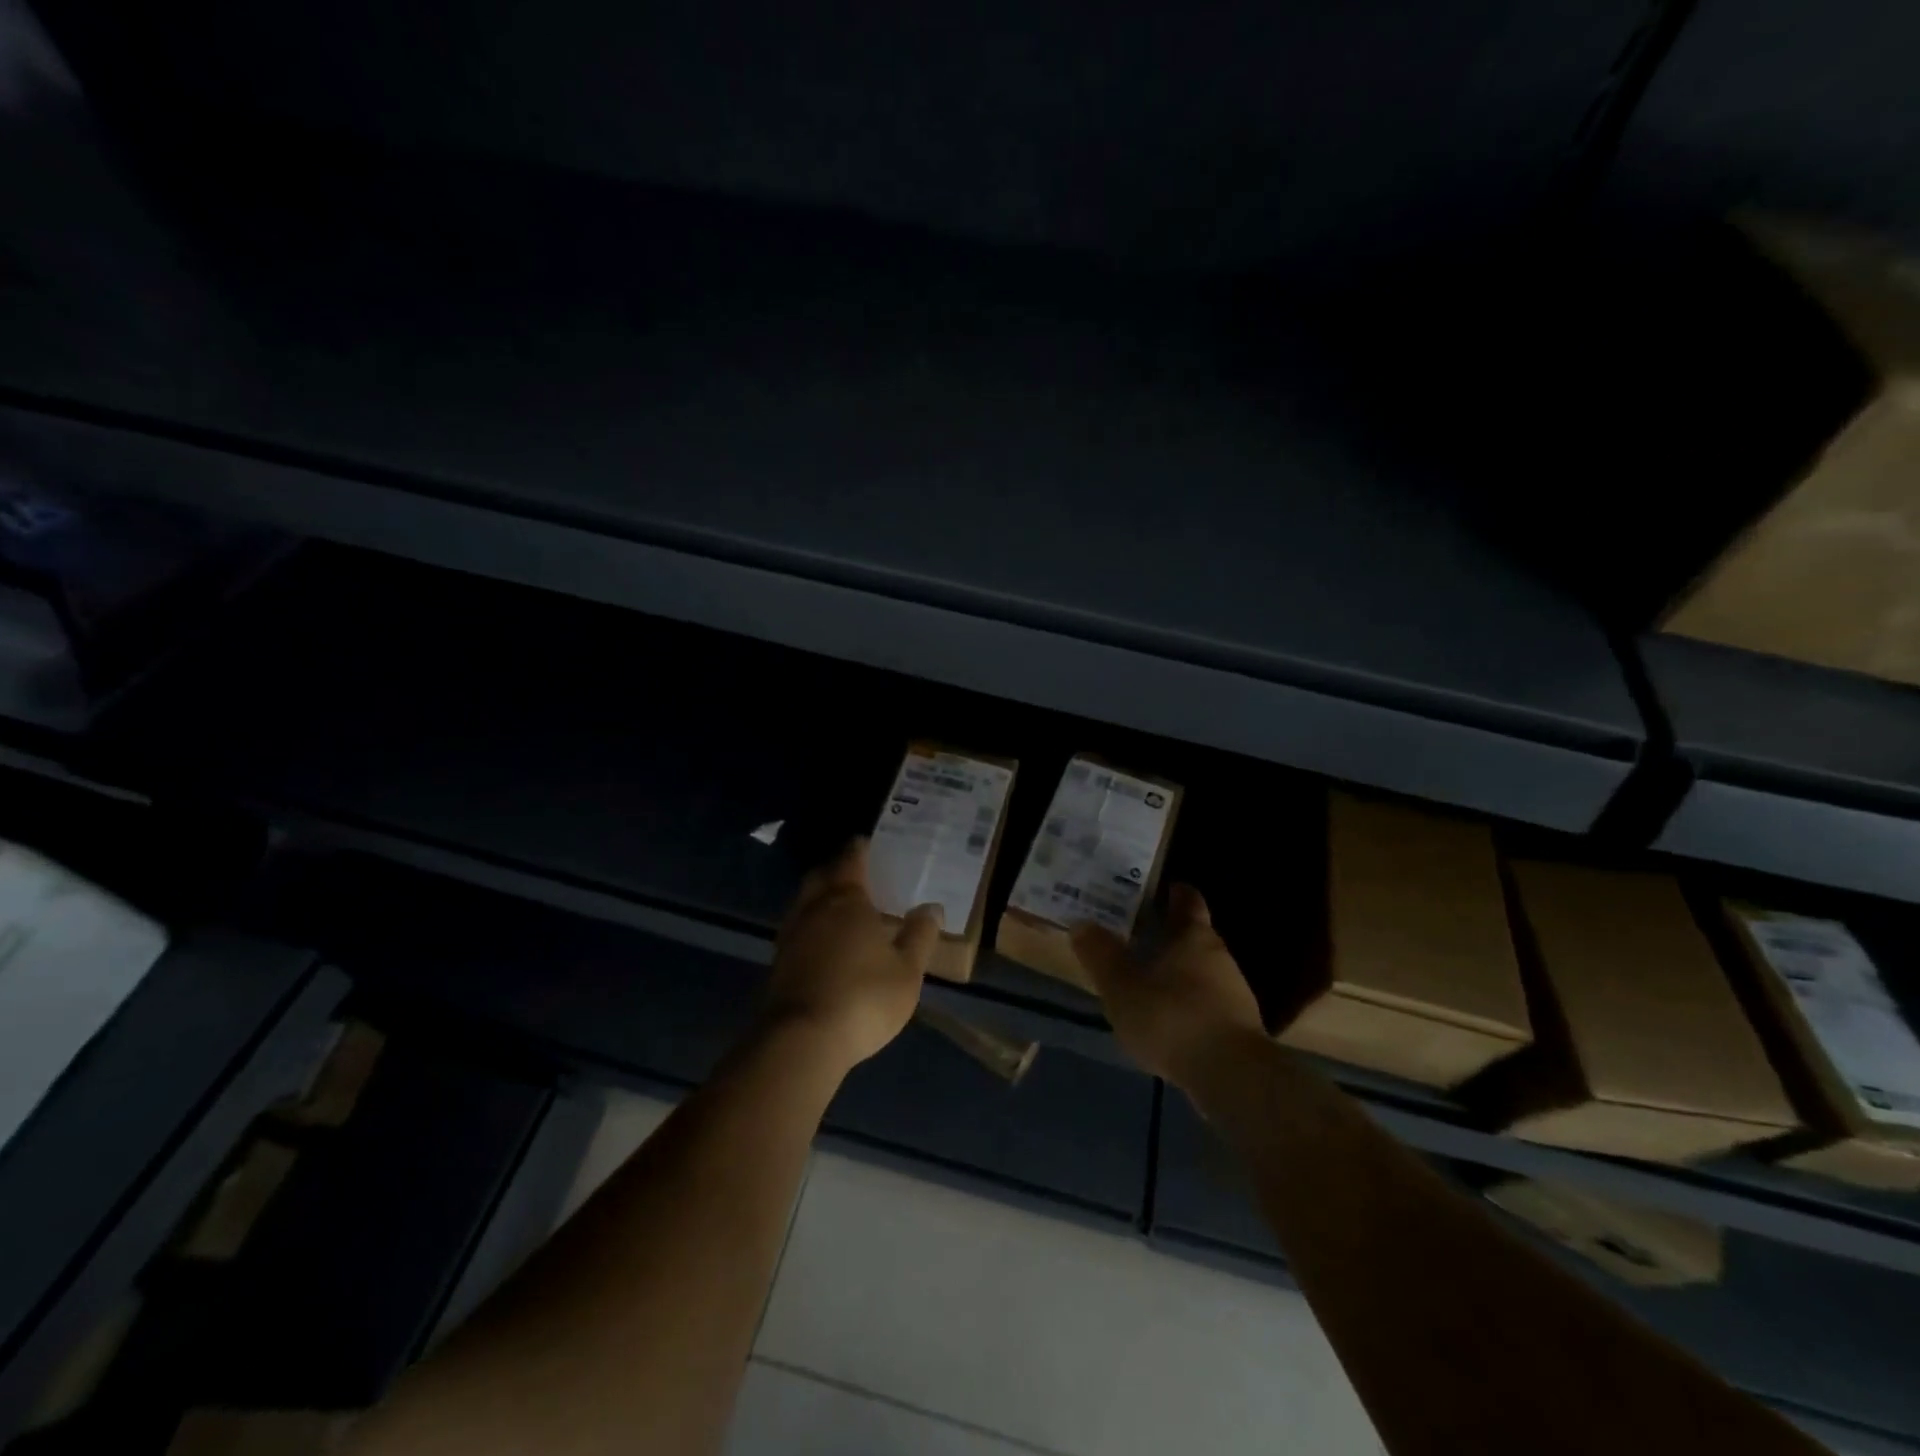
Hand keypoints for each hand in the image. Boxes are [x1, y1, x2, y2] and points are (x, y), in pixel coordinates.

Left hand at [763, 839, 942, 1073]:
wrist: (802, 1040)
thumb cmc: (863, 997)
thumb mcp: (907, 971)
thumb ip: (919, 936)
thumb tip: (931, 907)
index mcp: (847, 901)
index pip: (851, 860)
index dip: (860, 849)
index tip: (868, 843)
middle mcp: (814, 908)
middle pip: (821, 876)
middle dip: (836, 869)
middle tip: (854, 873)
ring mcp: (791, 935)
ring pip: (803, 902)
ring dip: (819, 897)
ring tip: (839, 907)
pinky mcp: (777, 962)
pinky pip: (796, 928)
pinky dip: (809, 925)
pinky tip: (821, 941)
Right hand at [1070, 884, 1265, 1089]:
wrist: (1232, 1077)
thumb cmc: (1172, 1017)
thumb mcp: (1121, 986)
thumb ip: (1100, 954)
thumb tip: (1081, 923)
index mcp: (1193, 936)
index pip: (1188, 900)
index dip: (1174, 893)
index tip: (1157, 890)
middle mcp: (1220, 955)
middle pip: (1196, 936)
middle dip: (1171, 936)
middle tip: (1140, 937)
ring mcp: (1235, 993)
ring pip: (1204, 971)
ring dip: (1180, 973)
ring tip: (1150, 983)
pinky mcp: (1241, 1027)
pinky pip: (1210, 1003)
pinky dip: (1191, 1004)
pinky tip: (1171, 1021)